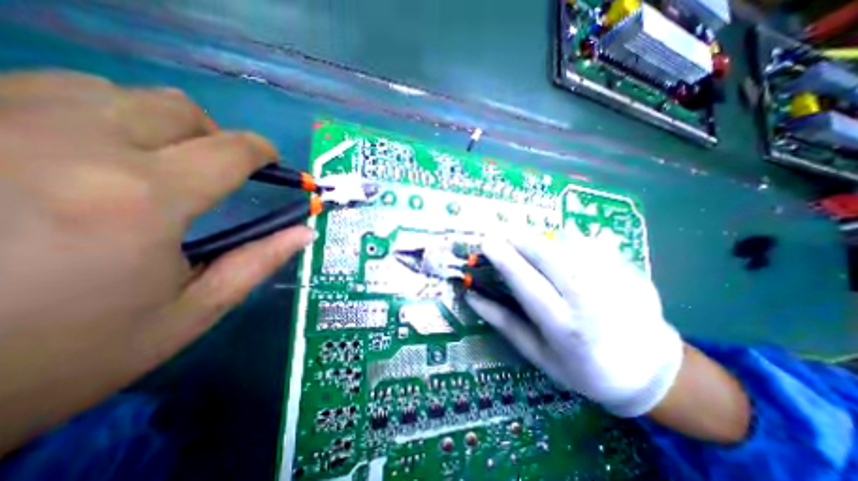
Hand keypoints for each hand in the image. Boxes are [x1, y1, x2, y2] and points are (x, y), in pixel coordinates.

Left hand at [0, 71, 314, 453]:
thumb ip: (257, 264)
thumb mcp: (185, 317)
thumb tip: (306, 233)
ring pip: (113, 91)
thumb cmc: (50, 361)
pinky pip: (47, 92)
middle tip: (222, 171)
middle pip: (180, 110)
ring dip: (157, 125)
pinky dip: (94, 117)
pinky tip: (89, 157)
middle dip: (215, 136)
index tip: (284, 170)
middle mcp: (78, 145)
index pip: (235, 151)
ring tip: (161, 166)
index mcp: (147, 198)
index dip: (268, 156)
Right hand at [466, 231, 680, 414]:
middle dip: (521, 239)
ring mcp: (616, 281)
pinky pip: (588, 243)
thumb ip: (503, 321)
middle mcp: (593, 301)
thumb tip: (471, 296)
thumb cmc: (582, 368)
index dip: (505, 260)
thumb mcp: (536, 352)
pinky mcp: (630, 268)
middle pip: (551, 256)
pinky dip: (566, 240)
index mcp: (565, 328)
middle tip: (502, 233)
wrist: (648, 371)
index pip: (528, 285)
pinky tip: (561, 250)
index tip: (486, 242)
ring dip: (542, 238)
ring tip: (528, 243)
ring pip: (570, 244)